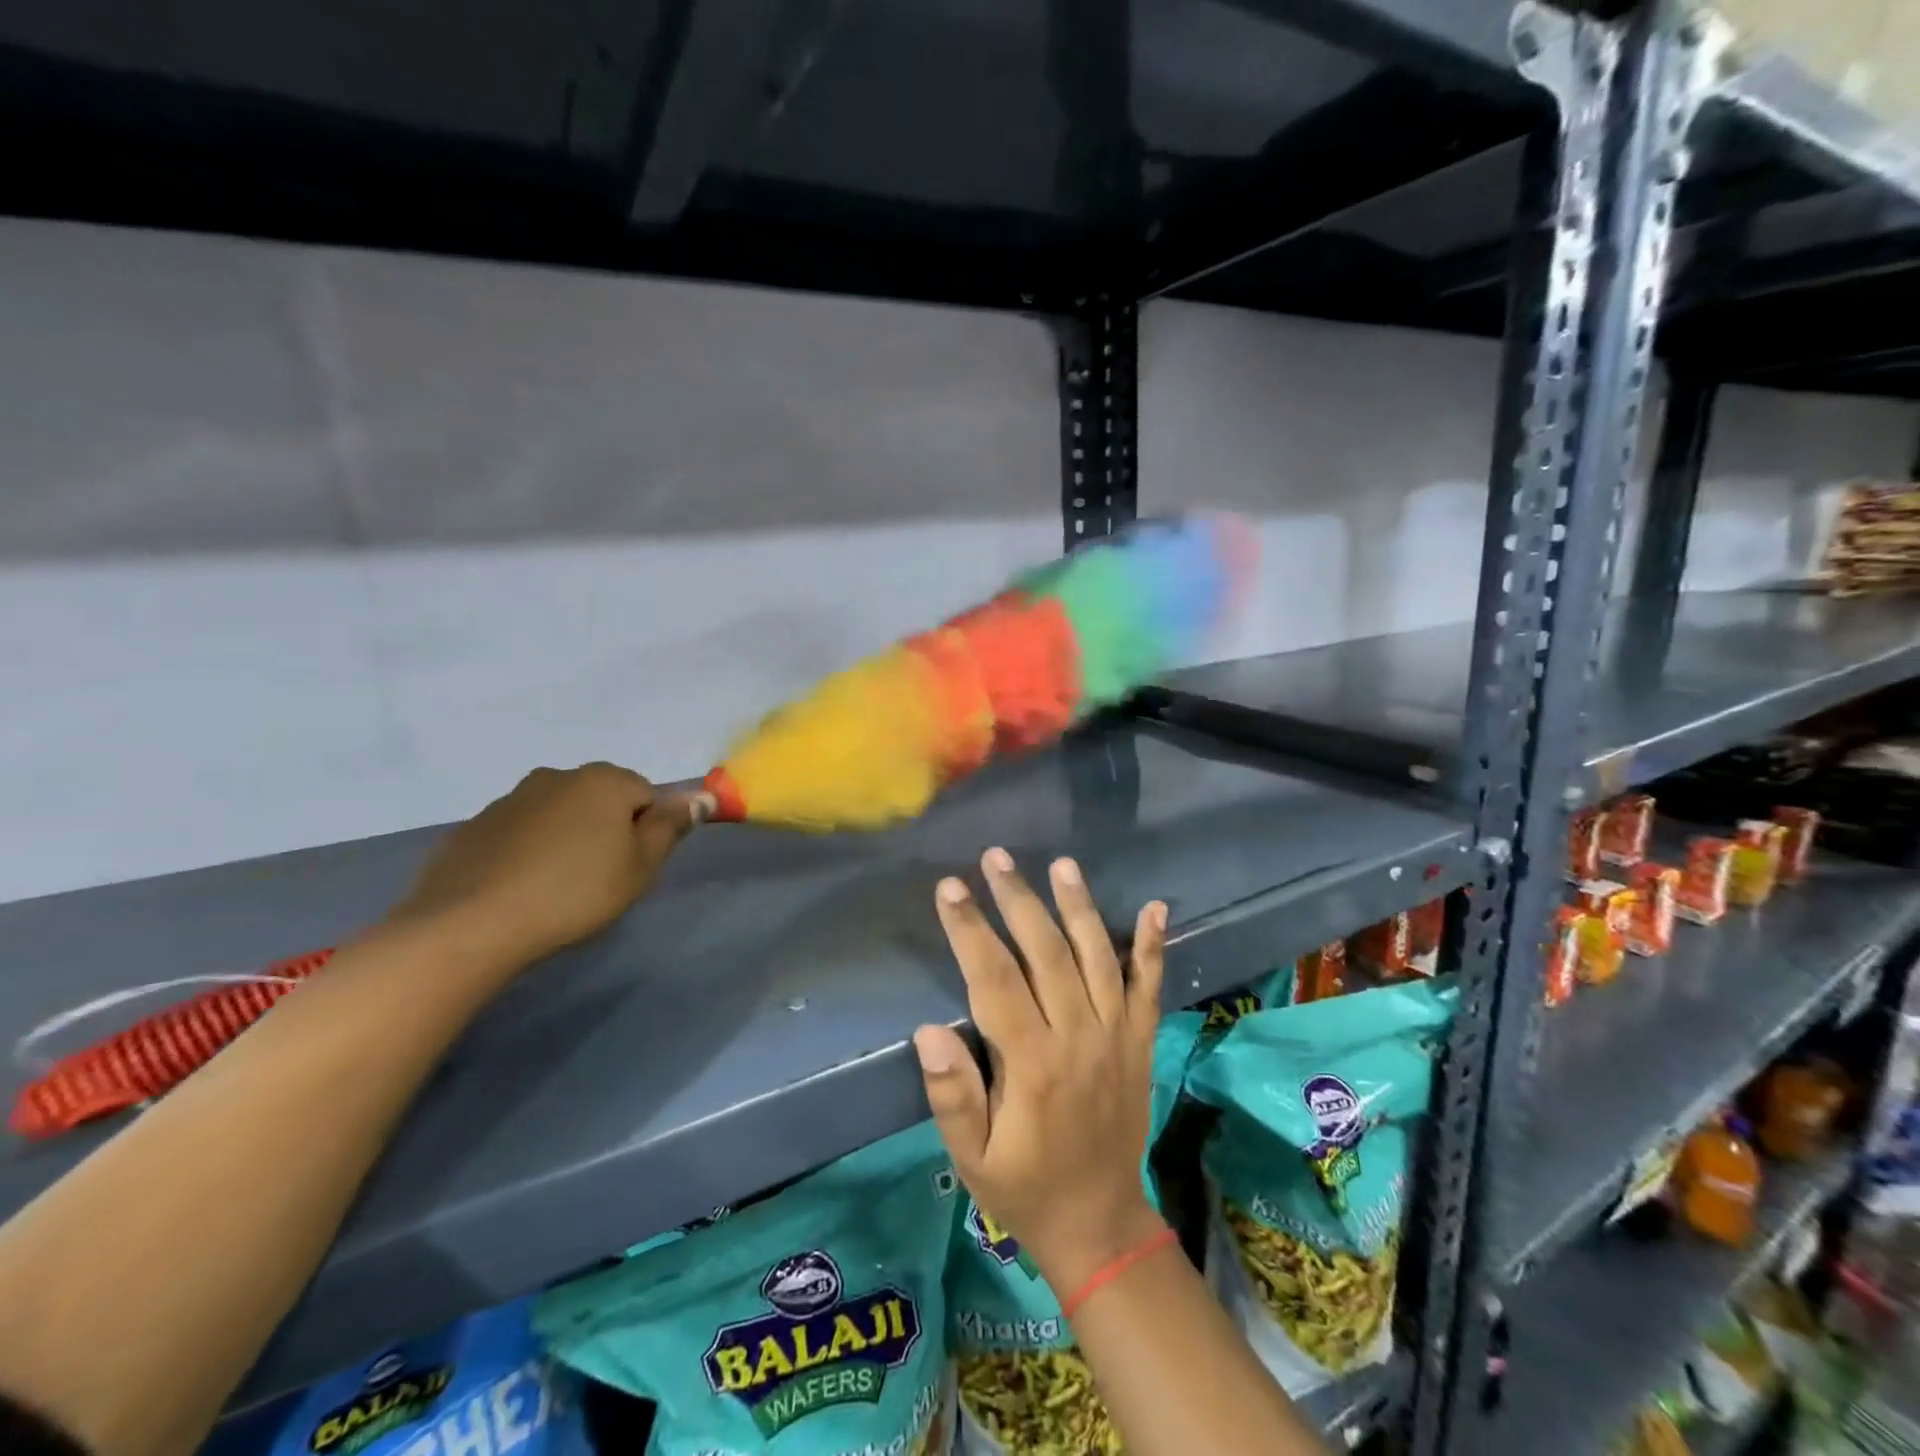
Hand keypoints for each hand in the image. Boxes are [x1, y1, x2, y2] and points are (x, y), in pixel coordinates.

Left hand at [388, 763, 711, 971]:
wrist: (471, 924)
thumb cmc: (576, 892)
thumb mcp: (641, 866)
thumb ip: (672, 827)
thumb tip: (702, 794)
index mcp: (604, 780)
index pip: (646, 794)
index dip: (646, 831)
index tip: (631, 866)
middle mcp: (557, 776)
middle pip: (600, 799)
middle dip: (606, 829)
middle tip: (600, 877)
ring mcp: (509, 799)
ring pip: (558, 814)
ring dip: (566, 838)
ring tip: (557, 886)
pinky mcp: (473, 827)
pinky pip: (518, 833)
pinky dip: (526, 851)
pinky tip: (520, 888)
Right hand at [914, 848, 1168, 1296]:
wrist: (1100, 1223)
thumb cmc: (1024, 1186)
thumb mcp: (974, 1157)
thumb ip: (952, 1095)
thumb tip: (930, 1030)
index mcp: (1032, 1063)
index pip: (994, 979)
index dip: (971, 929)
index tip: (951, 887)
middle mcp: (1078, 1037)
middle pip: (1046, 952)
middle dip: (1018, 899)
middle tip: (996, 857)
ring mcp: (1116, 1035)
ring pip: (1096, 956)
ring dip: (1078, 906)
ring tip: (1061, 864)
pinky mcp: (1140, 1041)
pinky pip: (1149, 987)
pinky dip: (1152, 946)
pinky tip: (1156, 907)